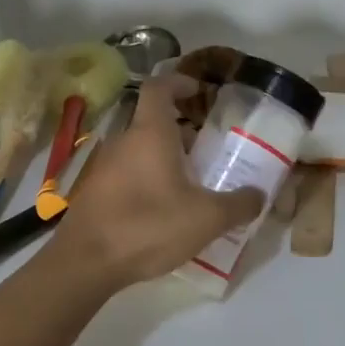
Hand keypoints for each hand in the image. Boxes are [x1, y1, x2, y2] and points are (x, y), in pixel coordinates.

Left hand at [52, 75, 265, 286]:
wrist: (85, 263)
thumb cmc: (148, 227)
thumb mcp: (206, 219)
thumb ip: (238, 205)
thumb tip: (259, 195)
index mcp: (150, 134)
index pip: (159, 87)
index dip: (179, 82)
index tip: (199, 90)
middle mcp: (123, 142)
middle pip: (152, 122)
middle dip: (182, 130)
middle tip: (210, 149)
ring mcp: (104, 167)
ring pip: (140, 150)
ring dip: (165, 158)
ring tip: (194, 183)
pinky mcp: (95, 193)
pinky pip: (127, 174)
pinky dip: (148, 179)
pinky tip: (165, 209)